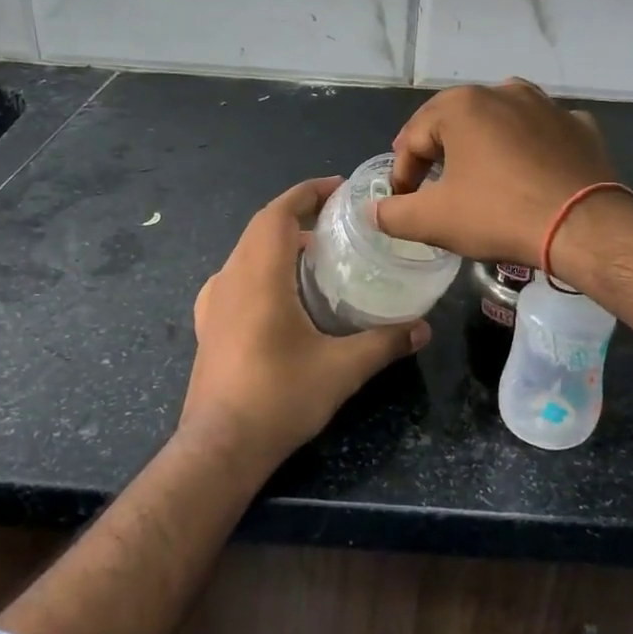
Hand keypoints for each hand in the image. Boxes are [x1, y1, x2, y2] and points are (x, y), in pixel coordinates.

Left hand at [183, 178, 430, 472]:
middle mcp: (230, 278)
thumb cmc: (279, 398)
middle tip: (336, 217)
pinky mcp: (208, 325)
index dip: (307, 192)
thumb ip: (384, 343)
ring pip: (246, 251)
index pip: (278, 213)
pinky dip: (261, 266)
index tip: (338, 186)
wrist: (219, 446)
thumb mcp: (342, 369)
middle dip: (297, 212)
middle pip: (261, 227)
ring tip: (315, 250)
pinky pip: (235, 277)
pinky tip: (281, 292)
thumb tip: (423, 329)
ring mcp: (214, 302)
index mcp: (259, 275)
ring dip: (278, 240)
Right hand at [374, 79, 616, 267]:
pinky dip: (528, 149)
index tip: (404, 203)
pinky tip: (528, 174)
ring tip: (480, 179)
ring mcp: (546, 104)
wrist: (583, 226)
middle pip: (455, 123)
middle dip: (439, 155)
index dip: (402, 173)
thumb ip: (393, 213)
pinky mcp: (579, 125)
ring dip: (483, 146)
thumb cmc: (499, 214)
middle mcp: (503, 91)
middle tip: (435, 189)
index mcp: (462, 105)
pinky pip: (541, 133)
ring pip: (499, 122)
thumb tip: (373, 210)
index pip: (413, 138)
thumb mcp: (434, 220)